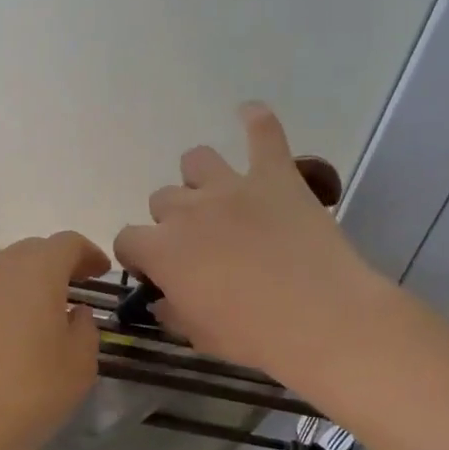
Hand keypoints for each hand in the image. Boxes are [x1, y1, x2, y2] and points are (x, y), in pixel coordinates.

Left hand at [0, 231, 109, 449]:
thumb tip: (75, 313)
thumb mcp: (78, 366)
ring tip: (38, 313)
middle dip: (56, 265)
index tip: (101, 270)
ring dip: (24, 284)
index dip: (88, 254)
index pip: (67, 244)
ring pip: (1, 272)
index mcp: (37, 270)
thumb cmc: (28, 391)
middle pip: (31, 252)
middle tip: (74, 288)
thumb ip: (84, 330)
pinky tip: (3, 335)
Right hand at [113, 103, 383, 386]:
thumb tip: (163, 301)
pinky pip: (263, 132)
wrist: (320, 318)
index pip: (127, 240)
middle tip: (199, 246)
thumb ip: (172, 312)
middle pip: (162, 200)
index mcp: (162, 250)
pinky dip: (255, 121)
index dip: (138, 256)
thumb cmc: (252, 335)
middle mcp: (187, 209)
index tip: (154, 271)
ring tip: (217, 198)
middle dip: (172, 221)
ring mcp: (232, 186)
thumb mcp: (199, 335)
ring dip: (199, 178)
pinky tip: (249, 114)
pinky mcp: (276, 176)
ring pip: (196, 160)